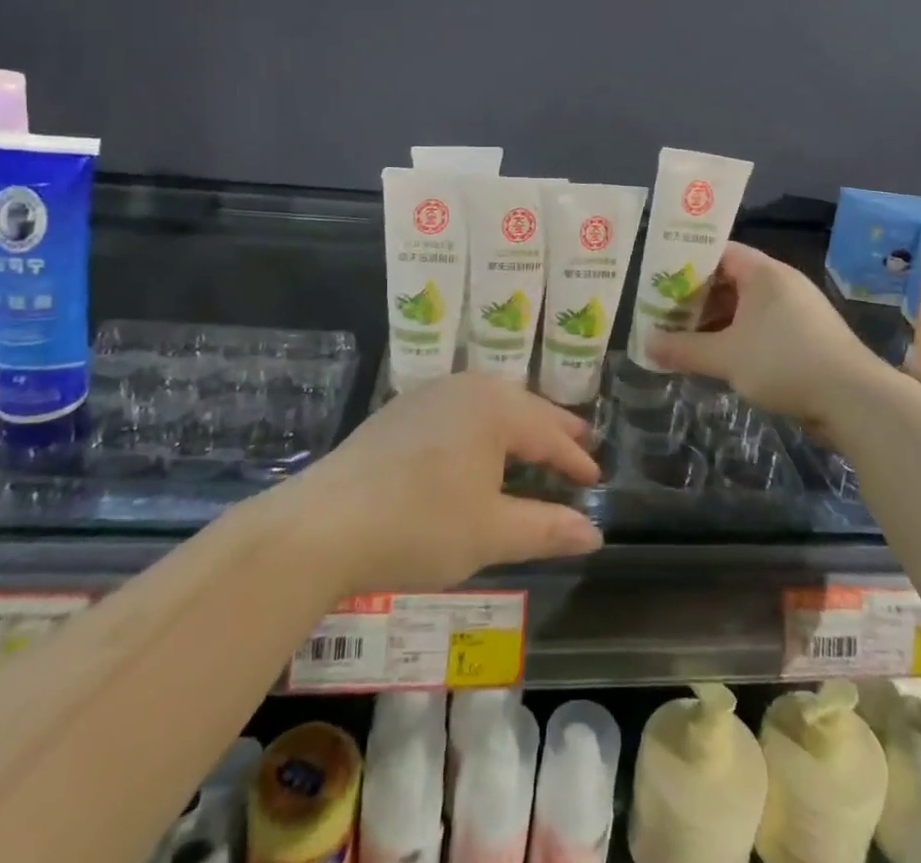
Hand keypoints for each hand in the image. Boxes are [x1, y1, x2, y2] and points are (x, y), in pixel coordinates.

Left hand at [285, 373, 603, 594]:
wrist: (324, 523)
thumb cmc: (419, 525)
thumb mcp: (490, 533)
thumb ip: (546, 529)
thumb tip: (594, 533)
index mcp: (494, 409)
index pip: (548, 433)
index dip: (575, 458)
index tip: (596, 477)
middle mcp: (466, 388)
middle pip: (522, 407)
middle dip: (553, 428)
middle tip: (582, 441)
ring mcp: (429, 394)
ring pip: (489, 403)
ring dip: (517, 423)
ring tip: (536, 440)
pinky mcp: (401, 410)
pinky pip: (459, 409)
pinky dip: (483, 425)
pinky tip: (478, 444)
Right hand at [645, 243, 874, 429]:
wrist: (854, 399)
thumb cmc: (784, 362)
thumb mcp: (726, 356)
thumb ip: (683, 348)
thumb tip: (645, 344)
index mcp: (764, 272)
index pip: (719, 252)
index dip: (687, 264)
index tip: (660, 281)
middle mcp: (781, 283)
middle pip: (730, 279)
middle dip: (697, 297)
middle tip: (665, 314)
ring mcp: (797, 309)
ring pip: (746, 306)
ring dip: (717, 320)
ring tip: (685, 338)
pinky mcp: (806, 336)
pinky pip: (762, 326)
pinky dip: (738, 336)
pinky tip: (720, 357)